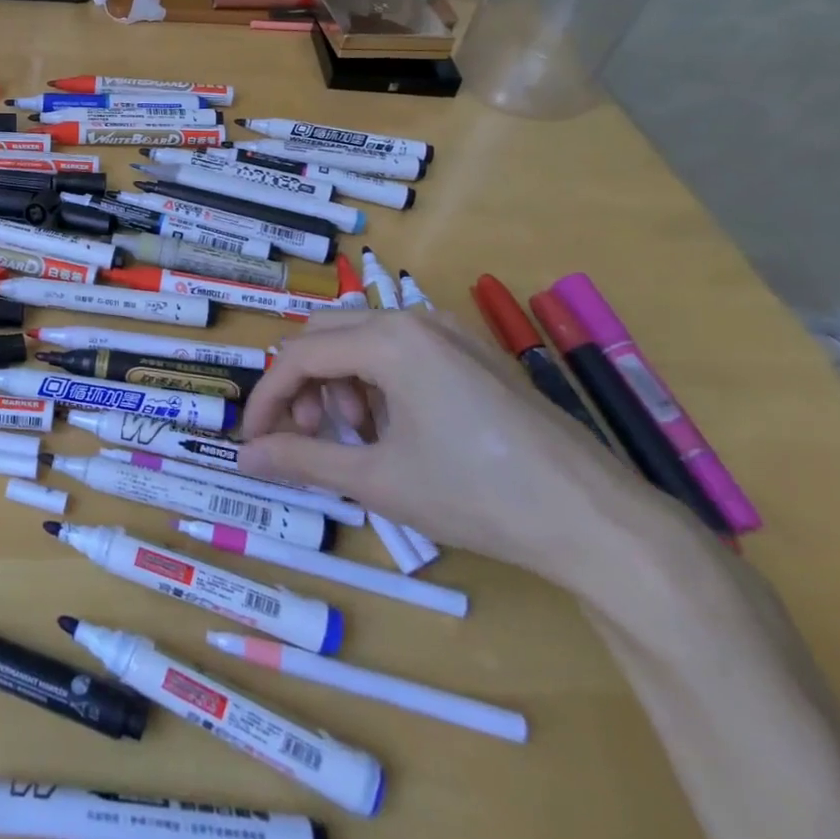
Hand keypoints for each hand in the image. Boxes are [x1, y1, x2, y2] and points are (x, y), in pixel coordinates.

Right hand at [236, 309, 658, 580]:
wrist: (594, 520)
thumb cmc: (476, 495)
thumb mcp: (377, 479)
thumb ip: (302, 458)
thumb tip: (245, 457)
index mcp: (389, 340)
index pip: (299, 357)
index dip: (267, 400)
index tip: (253, 442)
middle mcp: (415, 318)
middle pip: (326, 334)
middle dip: (304, 384)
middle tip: (310, 436)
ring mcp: (450, 331)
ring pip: (363, 339)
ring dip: (340, 382)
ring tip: (360, 439)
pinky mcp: (473, 351)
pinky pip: (402, 350)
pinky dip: (378, 381)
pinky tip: (398, 429)